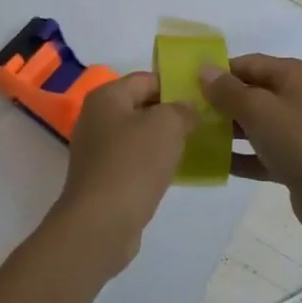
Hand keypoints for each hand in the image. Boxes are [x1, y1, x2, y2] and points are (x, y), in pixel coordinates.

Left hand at [50, 73, 192, 275]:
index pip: (146, 79)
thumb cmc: (133, 165)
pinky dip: (153, 163)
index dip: (176, 85)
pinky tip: (175, 172)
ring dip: (164, 141)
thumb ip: (181, 110)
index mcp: (107, 97)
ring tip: (196, 146)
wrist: (100, 224)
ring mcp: (97, 150)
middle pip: (141, 106)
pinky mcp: (102, 178)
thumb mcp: (166, 126)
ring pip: (139, 136)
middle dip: (172, 114)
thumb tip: (187, 109)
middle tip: (205, 122)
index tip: (204, 97)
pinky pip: (134, 161)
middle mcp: (96, 117)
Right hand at [201, 55, 301, 245]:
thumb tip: (203, 68)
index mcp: (294, 75)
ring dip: (228, 130)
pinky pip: (261, 152)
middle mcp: (298, 97)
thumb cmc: (301, 143)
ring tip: (194, 137)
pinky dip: (241, 156)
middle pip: (251, 92)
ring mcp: (299, 130)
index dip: (218, 72)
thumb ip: (228, 90)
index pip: (248, 64)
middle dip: (220, 102)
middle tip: (187, 113)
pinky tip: (214, 164)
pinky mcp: (296, 160)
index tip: (187, 85)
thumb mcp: (260, 111)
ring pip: (255, 123)